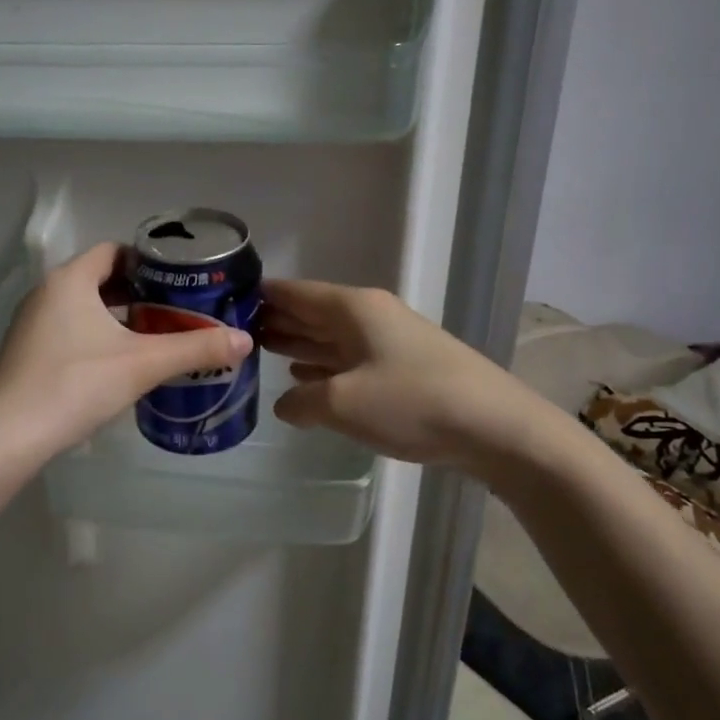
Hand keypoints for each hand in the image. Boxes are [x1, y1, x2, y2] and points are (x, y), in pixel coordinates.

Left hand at [0, 243, 253, 458]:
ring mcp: (32, 324)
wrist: (10, 435)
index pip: (114, 252)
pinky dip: (97, 337)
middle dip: (140, 294)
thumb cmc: (77, 384)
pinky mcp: (27, 353)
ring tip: (156, 337)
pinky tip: (120, 365)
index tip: (179, 281)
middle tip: (177, 311)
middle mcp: (46, 293)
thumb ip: (195, 349)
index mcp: (70, 280)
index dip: (149, 262)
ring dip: (119, 318)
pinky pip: (70, 331)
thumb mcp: (144, 364)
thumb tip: (244, 340)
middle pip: (101, 280)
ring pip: (85, 309)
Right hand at [260, 279, 525, 469]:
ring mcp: (389, 342)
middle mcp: (369, 317)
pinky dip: (324, 367)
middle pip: (311, 312)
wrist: (494, 426)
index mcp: (352, 309)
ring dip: (298, 344)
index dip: (260, 296)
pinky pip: (350, 361)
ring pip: (330, 338)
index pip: (294, 292)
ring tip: (261, 352)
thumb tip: (286, 403)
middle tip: (234, 333)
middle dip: (276, 321)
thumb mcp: (341, 403)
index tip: (225, 303)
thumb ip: (302, 401)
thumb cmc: (411, 402)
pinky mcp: (403, 370)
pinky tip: (305, 379)